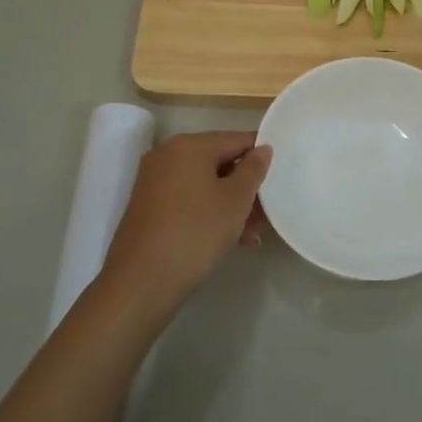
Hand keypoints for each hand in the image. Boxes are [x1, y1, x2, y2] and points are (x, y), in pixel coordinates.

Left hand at [101, 131, 272, 317]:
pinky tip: (229, 238)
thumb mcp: (235, 200)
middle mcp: (167, 155)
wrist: (141, 282)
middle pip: (219, 162)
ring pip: (205, 184)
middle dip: (246, 187)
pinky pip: (188, 199)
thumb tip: (263, 148)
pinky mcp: (148, 205)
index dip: (262, 156)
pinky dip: (209, 212)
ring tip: (251, 235)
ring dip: (230, 204)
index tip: (280, 177)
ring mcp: (154, 180)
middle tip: (267, 214)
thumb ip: (253, 169)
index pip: (237, 139)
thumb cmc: (195, 232)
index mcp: (189, 145)